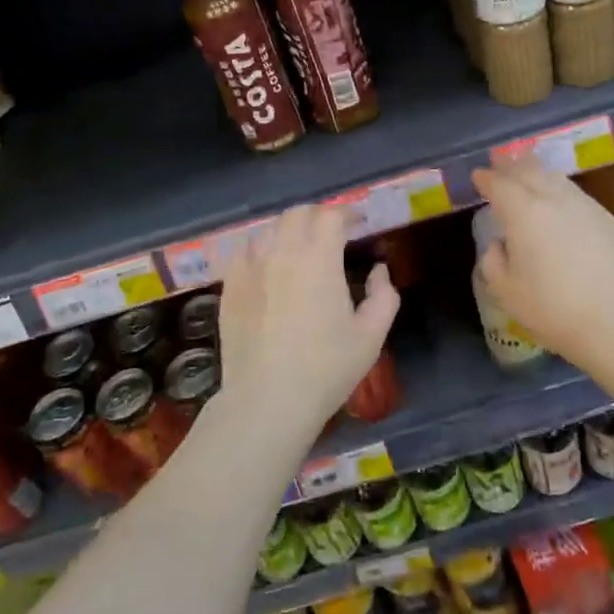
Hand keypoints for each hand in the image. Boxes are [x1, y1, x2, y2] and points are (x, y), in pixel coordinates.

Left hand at [218, 204, 398, 434]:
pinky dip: (261, 248)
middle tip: (332, 233)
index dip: (347, 214)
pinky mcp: (229, 286)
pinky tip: (268, 265)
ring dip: (289, 229)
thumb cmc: (326, 369)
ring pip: (268, 228)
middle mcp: (281, 252)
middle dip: (318, 216)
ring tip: (300, 247)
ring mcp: (250, 267)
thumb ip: (384, 296)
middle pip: (298, 213)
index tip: (358, 224)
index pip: (331, 216)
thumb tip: (378, 270)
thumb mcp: (371, 336)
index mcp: (319, 258)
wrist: (267, 400)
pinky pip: (244, 251)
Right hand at [471, 161, 613, 376]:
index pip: (500, 184)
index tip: (478, 175)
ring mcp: (587, 207)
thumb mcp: (506, 291)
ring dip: (538, 173)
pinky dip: (561, 191)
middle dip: (512, 166)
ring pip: (557, 180)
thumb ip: (494, 260)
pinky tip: (560, 202)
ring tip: (528, 174)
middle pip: (530, 172)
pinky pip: (578, 196)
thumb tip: (501, 244)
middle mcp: (555, 200)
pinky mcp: (610, 220)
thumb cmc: (553, 309)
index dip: (486, 178)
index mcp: (524, 212)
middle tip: (500, 162)